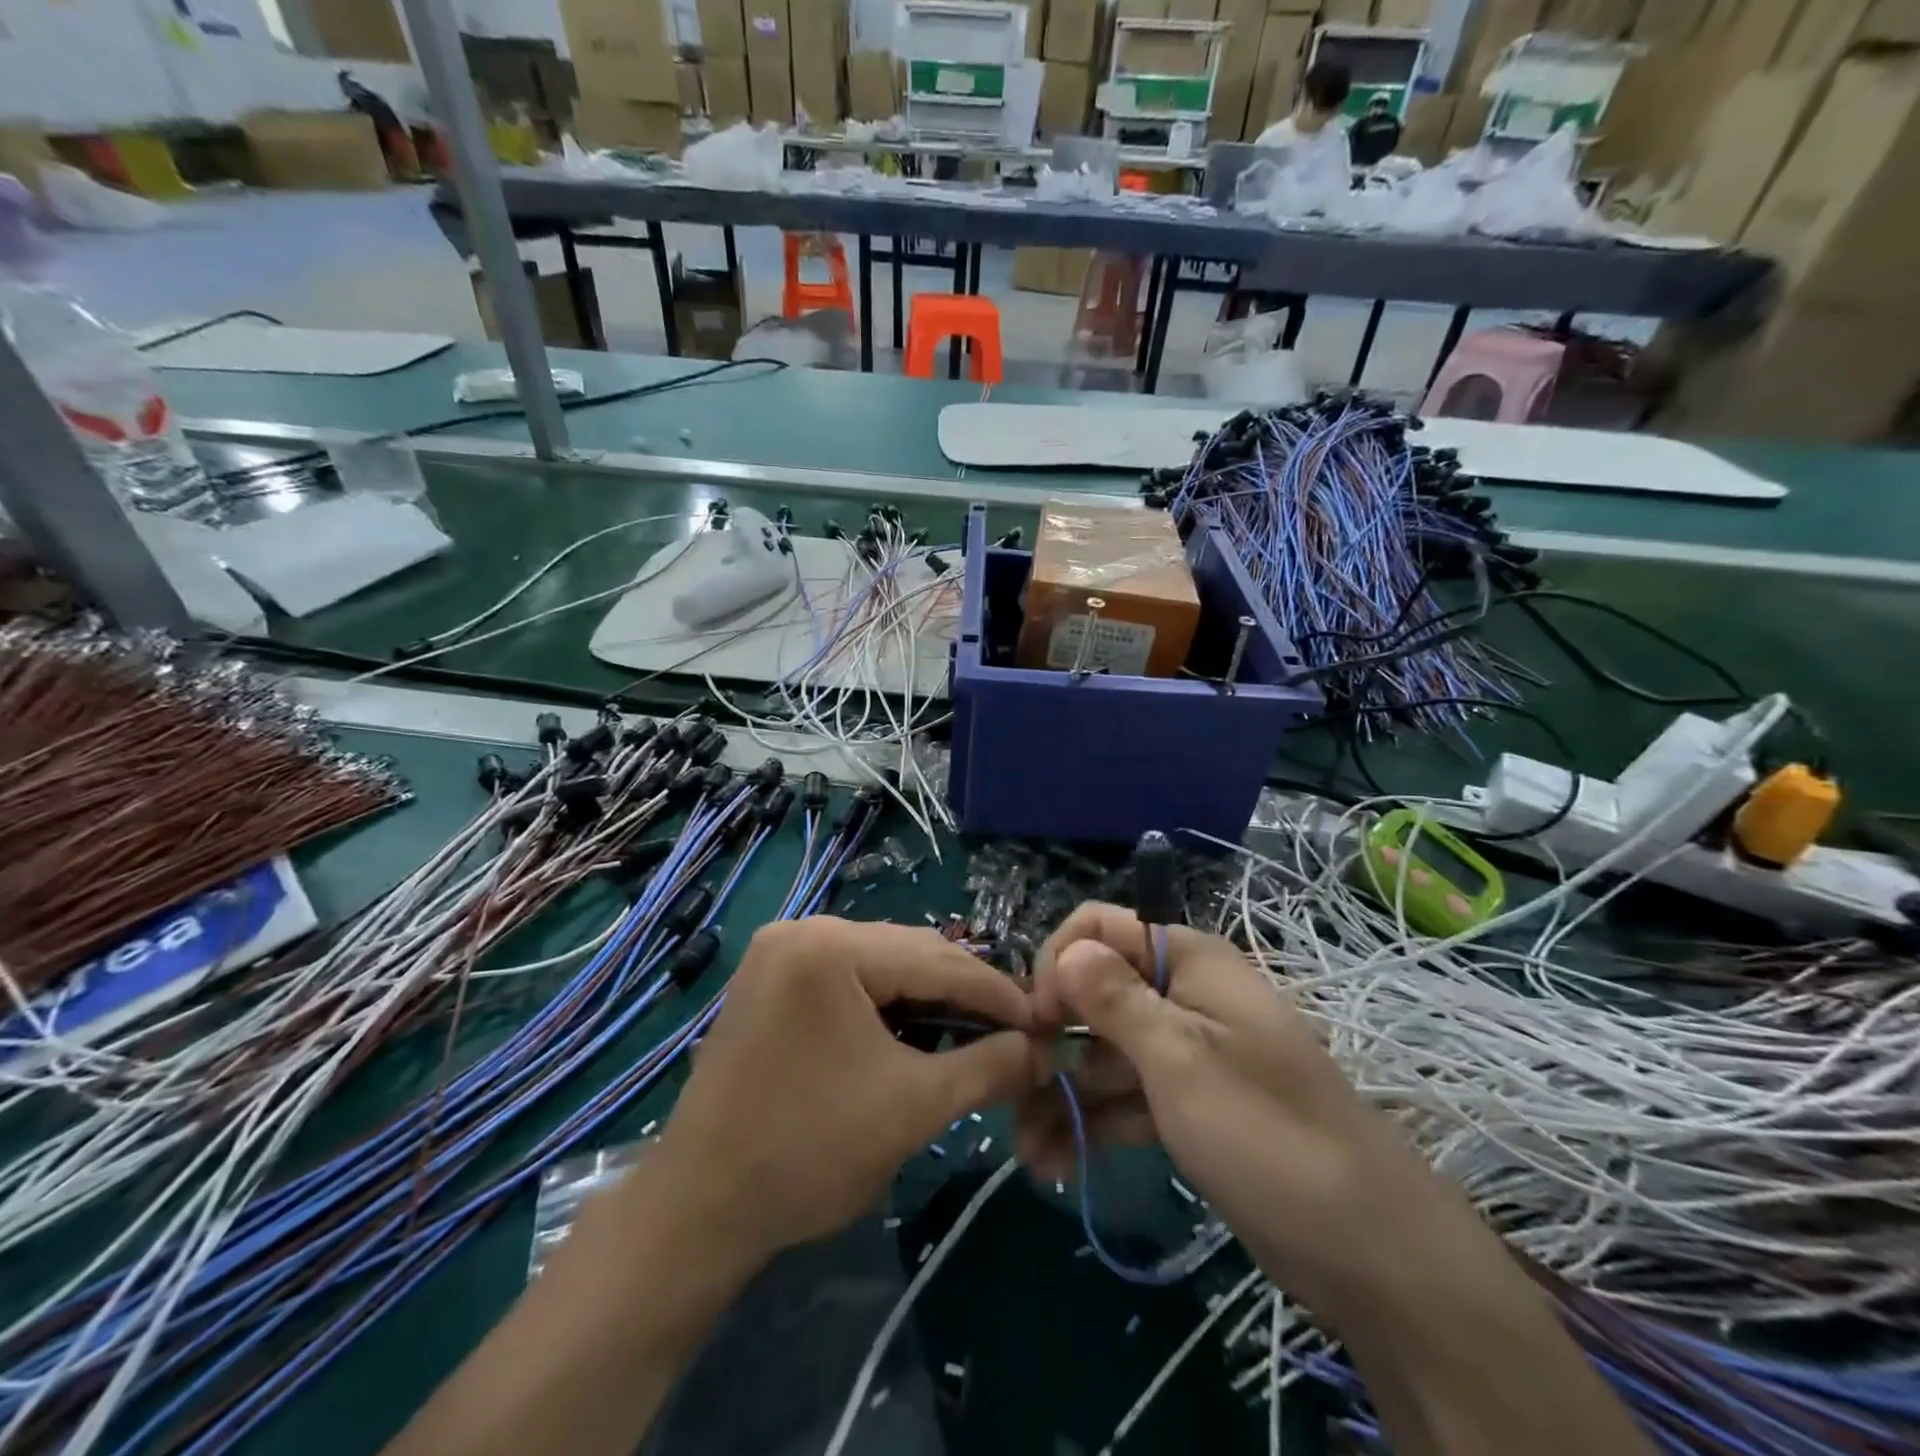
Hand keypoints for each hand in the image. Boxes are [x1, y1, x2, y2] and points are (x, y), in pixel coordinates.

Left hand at [650, 917, 1040, 1267]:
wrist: (698, 1209)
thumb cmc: (808, 1153)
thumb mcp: (914, 1108)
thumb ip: (988, 1068)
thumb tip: (1042, 1049)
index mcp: (831, 946)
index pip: (938, 960)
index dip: (997, 993)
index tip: (1043, 1021)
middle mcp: (803, 928)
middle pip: (909, 953)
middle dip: (963, 993)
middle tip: (1012, 1032)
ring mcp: (781, 951)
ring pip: (880, 963)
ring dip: (927, 997)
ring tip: (970, 1034)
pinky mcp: (771, 978)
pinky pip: (849, 977)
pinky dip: (887, 1003)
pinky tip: (914, 1032)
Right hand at [1016, 903, 1473, 1311]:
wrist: (1365, 1247)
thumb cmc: (1265, 1131)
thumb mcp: (1180, 1058)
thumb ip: (1115, 999)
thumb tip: (1065, 949)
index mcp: (1187, 960)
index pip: (1098, 928)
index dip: (1058, 963)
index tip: (1037, 1021)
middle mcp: (1181, 994)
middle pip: (1094, 993)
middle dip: (1051, 1037)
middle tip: (1014, 1091)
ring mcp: (1183, 1053)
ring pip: (1104, 1053)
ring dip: (1062, 1093)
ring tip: (1025, 1148)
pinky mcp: (1186, 1106)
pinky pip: (1125, 1099)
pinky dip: (1092, 1124)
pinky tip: (1053, 1163)